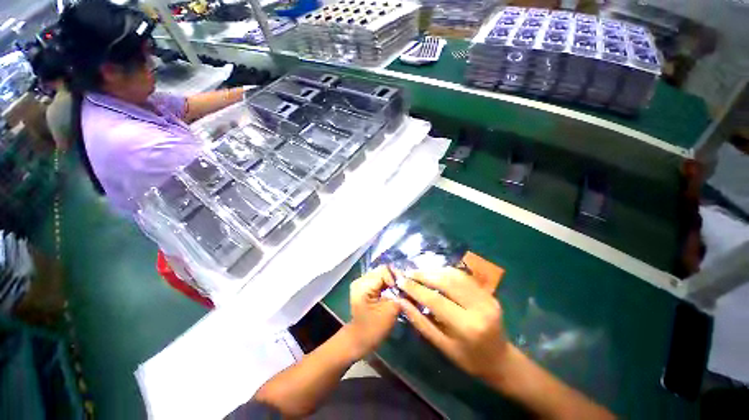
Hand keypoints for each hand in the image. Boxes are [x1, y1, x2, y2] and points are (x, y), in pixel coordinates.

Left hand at [346, 266, 400, 357]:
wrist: (358, 340)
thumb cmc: (373, 329)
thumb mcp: (390, 312)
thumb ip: (401, 297)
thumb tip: (411, 287)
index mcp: (363, 285)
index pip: (384, 270)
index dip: (396, 277)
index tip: (404, 289)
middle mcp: (361, 279)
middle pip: (383, 270)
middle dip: (396, 278)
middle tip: (406, 288)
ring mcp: (362, 282)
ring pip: (382, 273)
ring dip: (393, 280)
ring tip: (401, 289)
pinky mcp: (365, 286)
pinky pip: (380, 279)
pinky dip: (388, 283)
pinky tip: (395, 290)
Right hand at [394, 267, 509, 381]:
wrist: (501, 360)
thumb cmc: (469, 359)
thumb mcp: (442, 346)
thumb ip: (420, 322)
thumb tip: (401, 301)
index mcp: (467, 326)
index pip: (436, 300)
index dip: (415, 288)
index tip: (400, 281)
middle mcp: (479, 307)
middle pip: (446, 282)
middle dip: (423, 275)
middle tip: (407, 273)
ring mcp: (486, 297)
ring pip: (454, 275)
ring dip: (433, 271)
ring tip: (418, 272)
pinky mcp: (488, 292)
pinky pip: (462, 276)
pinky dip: (445, 272)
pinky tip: (434, 273)